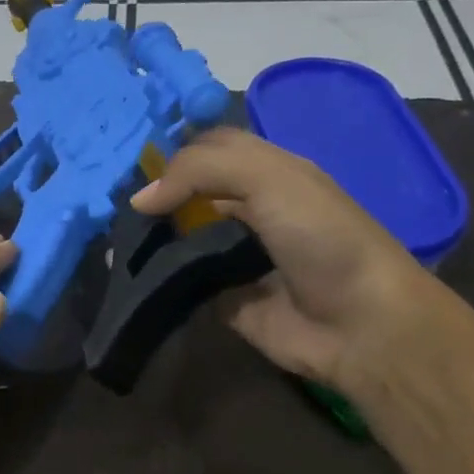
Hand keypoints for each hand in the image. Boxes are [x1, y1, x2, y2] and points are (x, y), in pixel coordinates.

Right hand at [132, 128, 427, 385]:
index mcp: (270, 173)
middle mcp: (252, 211)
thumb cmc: (321, 238)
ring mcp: (237, 257)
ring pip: (183, 238)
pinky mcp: (225, 299)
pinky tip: (130, 276)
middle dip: (158, 196)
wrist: (359, 324)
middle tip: (113, 204)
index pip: (211, 149)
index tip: (130, 165)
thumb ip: (201, 171)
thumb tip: (141, 199)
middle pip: (192, 194)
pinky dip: (159, 281)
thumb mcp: (269, 179)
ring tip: (114, 238)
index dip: (175, 153)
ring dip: (152, 238)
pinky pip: (184, 284)